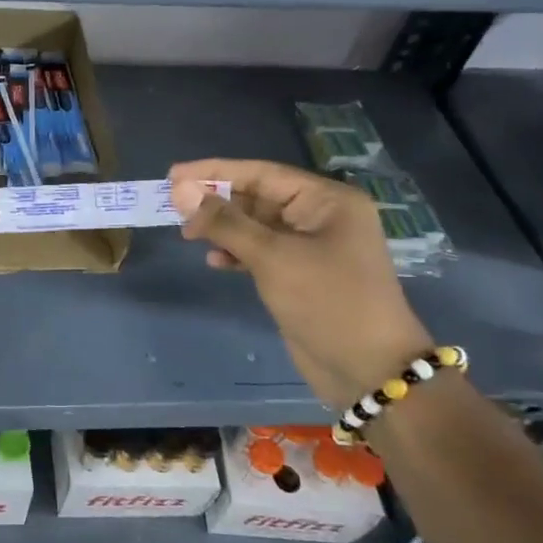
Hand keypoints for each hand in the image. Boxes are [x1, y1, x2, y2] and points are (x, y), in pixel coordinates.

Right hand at [170, 159, 432, 411]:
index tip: (173, 175)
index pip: (261, 173)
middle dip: (217, 201)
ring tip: (187, 234)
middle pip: (258, 197)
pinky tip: (214, 261)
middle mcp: (321, 216)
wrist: (369, 370)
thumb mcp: (272, 257)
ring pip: (256, 225)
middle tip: (173, 207)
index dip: (214, 172)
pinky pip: (261, 251)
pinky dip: (236, 253)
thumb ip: (225, 222)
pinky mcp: (301, 274)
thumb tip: (181, 191)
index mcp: (326, 200)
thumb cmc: (327, 302)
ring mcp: (312, 247)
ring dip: (223, 228)